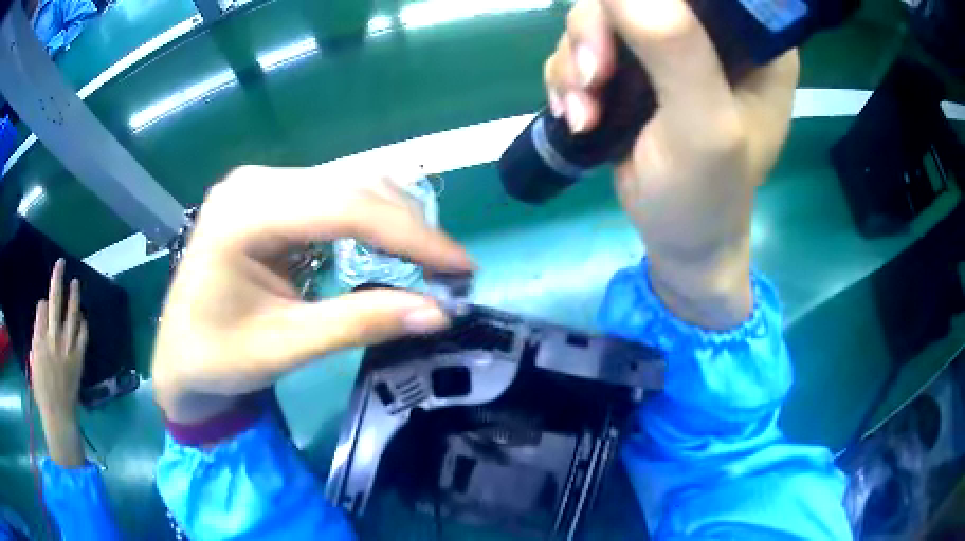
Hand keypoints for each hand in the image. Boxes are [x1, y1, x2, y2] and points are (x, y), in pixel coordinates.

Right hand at [30, 259, 87, 466]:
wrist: (58, 415)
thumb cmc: (41, 391)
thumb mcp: (33, 361)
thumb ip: (36, 341)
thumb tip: (41, 325)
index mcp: (39, 339)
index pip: (41, 308)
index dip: (43, 304)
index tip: (44, 304)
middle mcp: (53, 339)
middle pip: (54, 302)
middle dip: (57, 280)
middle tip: (61, 263)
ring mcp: (67, 348)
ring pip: (71, 314)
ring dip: (74, 297)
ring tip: (75, 282)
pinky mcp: (78, 359)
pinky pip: (83, 336)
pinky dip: (83, 323)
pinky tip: (83, 316)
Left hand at [153, 165, 473, 424]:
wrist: (180, 356)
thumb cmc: (219, 359)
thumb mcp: (286, 347)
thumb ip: (360, 323)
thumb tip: (438, 312)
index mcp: (245, 214)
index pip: (345, 207)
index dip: (412, 235)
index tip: (461, 267)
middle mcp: (254, 182)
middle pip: (352, 186)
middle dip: (409, 227)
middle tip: (450, 270)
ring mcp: (260, 184)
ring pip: (348, 185)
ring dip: (394, 220)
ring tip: (428, 260)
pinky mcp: (269, 196)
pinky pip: (333, 196)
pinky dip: (370, 221)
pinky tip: (389, 247)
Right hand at [545, 0, 798, 327]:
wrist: (678, 242)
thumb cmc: (707, 196)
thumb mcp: (703, 125)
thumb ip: (674, 46)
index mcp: (755, 43)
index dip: (656, 1)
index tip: (625, 31)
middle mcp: (712, 35)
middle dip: (598, 35)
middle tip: (591, 82)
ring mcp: (669, 49)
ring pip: (600, 18)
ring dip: (576, 64)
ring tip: (583, 115)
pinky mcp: (635, 68)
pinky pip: (584, 46)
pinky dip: (569, 78)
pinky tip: (578, 115)